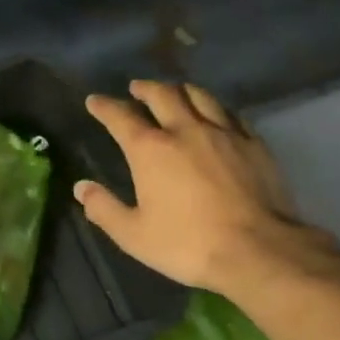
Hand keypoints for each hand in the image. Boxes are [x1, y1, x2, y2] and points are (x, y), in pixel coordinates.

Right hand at [75, 81, 339, 298]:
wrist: (258, 250)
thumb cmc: (189, 244)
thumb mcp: (135, 235)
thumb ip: (104, 209)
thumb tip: (81, 187)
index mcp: (150, 149)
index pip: (121, 117)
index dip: (104, 106)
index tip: (95, 101)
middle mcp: (184, 130)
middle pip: (162, 95)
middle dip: (145, 88)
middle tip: (136, 88)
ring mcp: (223, 133)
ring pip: (199, 96)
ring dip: (181, 90)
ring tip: (175, 91)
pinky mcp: (253, 143)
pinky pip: (231, 114)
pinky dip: (216, 108)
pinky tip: (217, 114)